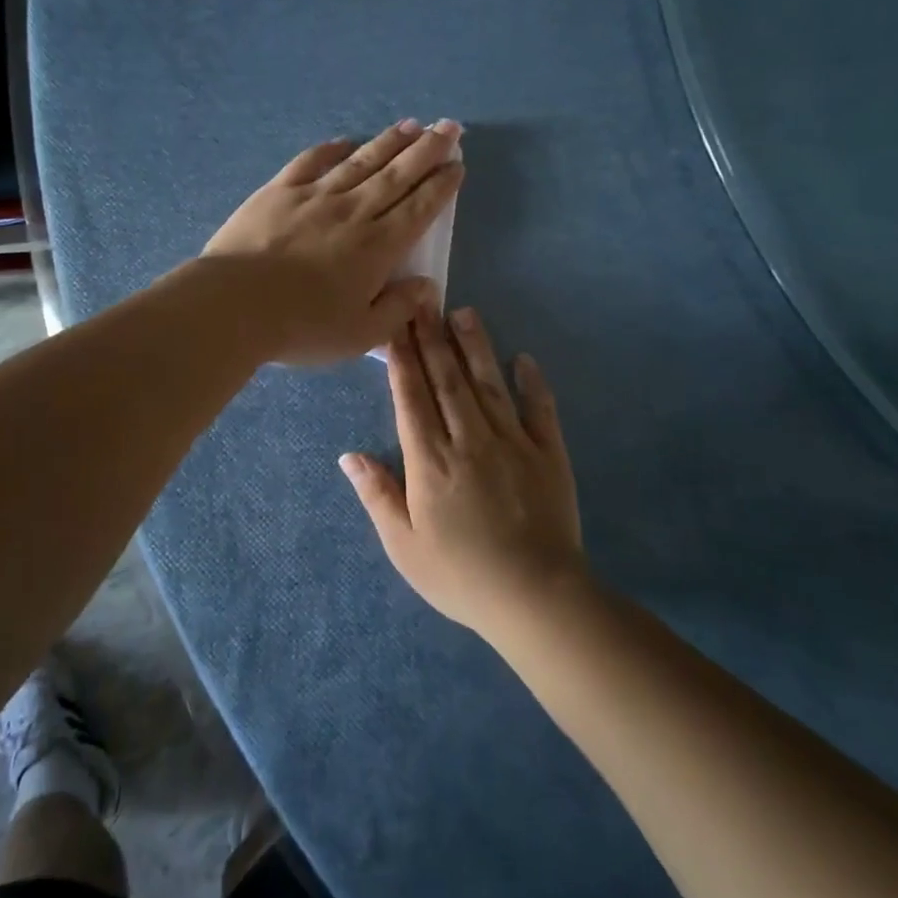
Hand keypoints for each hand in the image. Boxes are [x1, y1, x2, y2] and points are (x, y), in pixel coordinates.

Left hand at [201, 119, 463, 364]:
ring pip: (361, 161)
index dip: (441, 185)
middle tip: (449, 128)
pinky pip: (312, 161)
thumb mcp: (360, 335)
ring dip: (389, 142)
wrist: (234, 306)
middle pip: (397, 174)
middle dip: (427, 150)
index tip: (457, 165)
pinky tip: (346, 141)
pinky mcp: (279, 191)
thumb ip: (398, 309)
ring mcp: (314, 196)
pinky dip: (333, 149)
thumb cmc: (302, 327)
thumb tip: (427, 286)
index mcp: (378, 247)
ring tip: (411, 125)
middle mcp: (353, 212)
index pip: (419, 208)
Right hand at [338, 308, 586, 636]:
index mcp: (430, 460)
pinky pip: (540, 410)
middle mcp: (469, 439)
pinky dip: (533, 383)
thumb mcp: (404, 545)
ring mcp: (512, 442)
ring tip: (464, 312)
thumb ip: (378, 495)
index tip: (395, 324)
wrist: (535, 596)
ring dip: (475, 347)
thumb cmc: (460, 575)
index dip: (402, 358)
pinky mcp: (549, 453)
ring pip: (488, 384)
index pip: (411, 397)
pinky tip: (524, 359)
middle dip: (432, 338)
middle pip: (447, 380)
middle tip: (424, 300)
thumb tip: (349, 455)